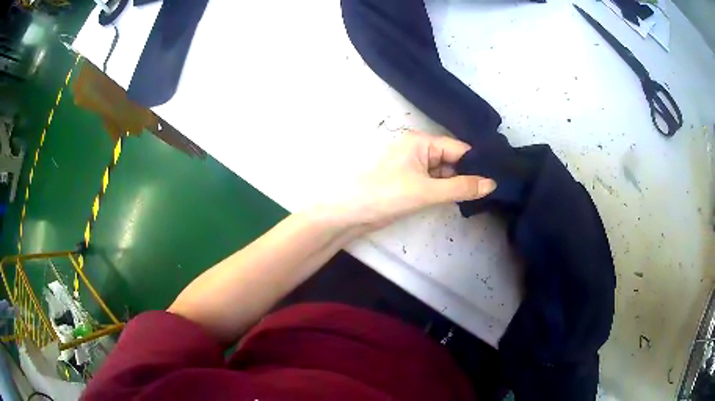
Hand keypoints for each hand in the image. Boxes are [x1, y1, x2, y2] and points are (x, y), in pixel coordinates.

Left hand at [316, 131, 495, 231]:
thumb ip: (460, 187)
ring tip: (484, 196)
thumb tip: (492, 184)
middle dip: (469, 175)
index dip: (477, 162)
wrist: (350, 214)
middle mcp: (418, 150)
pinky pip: (434, 183)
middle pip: (452, 160)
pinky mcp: (410, 183)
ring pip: (444, 173)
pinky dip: (446, 191)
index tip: (499, 175)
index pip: (458, 148)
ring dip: (458, 184)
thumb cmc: (386, 195)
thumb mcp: (427, 191)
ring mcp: (414, 167)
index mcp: (421, 142)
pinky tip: (463, 199)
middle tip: (494, 189)